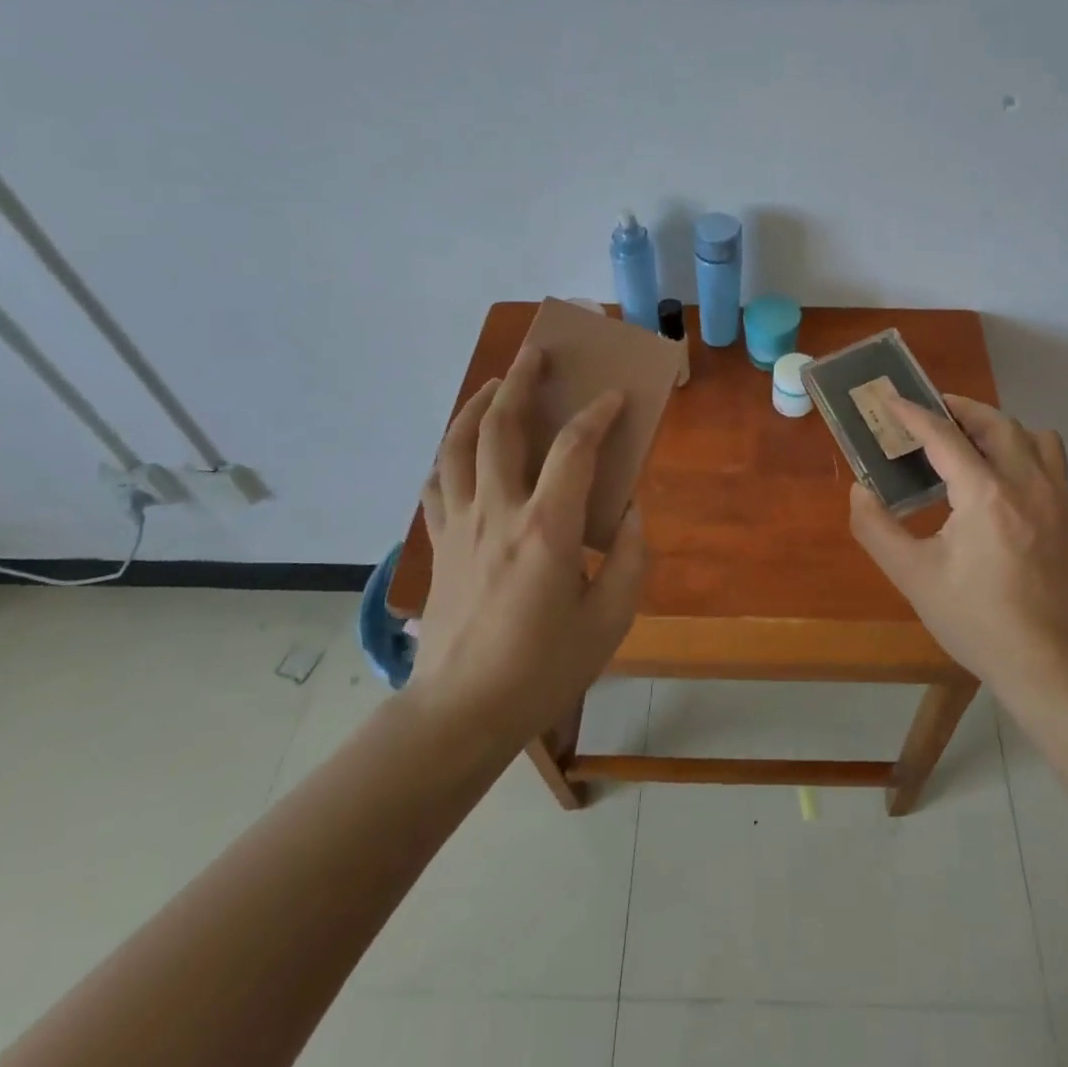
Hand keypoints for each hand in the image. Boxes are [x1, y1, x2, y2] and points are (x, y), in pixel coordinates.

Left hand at [409, 345, 647, 743]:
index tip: (614, 397)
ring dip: (477, 405)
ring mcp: (459, 525)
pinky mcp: (438, 544)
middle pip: (501, 427)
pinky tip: (462, 448)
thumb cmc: (542, 669)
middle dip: (521, 381)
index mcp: (545, 529)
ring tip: (496, 384)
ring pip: (457, 445)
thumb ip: (629, 558)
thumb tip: (630, 511)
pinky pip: (437, 482)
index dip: (597, 414)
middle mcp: (497, 512)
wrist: (460, 713)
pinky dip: (450, 452)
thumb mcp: (609, 620)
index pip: (573, 449)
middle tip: (537, 354)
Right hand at [848, 394, 1067, 712]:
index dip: (913, 414)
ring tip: (969, 440)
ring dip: (997, 426)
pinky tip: (1001, 478)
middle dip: (959, 409)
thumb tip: (860, 492)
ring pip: (1031, 435)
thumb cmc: (977, 622)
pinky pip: (1051, 460)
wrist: (1050, 665)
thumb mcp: (914, 578)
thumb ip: (877, 529)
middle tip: (930, 412)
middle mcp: (1026, 484)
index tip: (890, 399)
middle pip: (994, 422)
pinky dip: (1023, 449)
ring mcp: (1056, 498)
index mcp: (985, 496)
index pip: (944, 436)